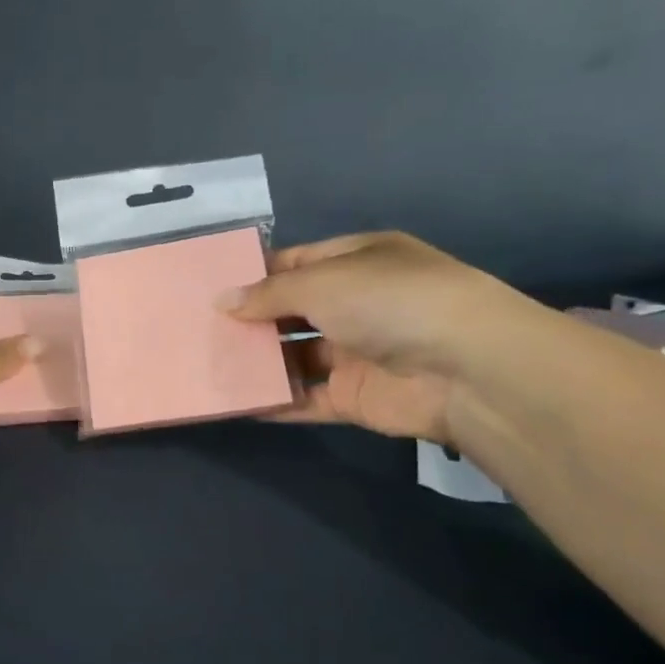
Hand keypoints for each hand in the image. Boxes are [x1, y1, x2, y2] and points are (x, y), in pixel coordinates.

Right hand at [222, 232, 542, 443]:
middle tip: (199, 328)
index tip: (211, 288)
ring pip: (294, 357)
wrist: (466, 368)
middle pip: (291, 312)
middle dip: (251, 320)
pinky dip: (274, 402)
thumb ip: (268, 294)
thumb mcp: (321, 281)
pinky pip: (305, 398)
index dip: (255, 274)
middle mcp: (356, 304)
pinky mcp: (354, 397)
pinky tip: (234, 401)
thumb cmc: (389, 301)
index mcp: (356, 261)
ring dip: (258, 361)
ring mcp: (356, 353)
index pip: (296, 263)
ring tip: (206, 364)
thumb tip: (222, 302)